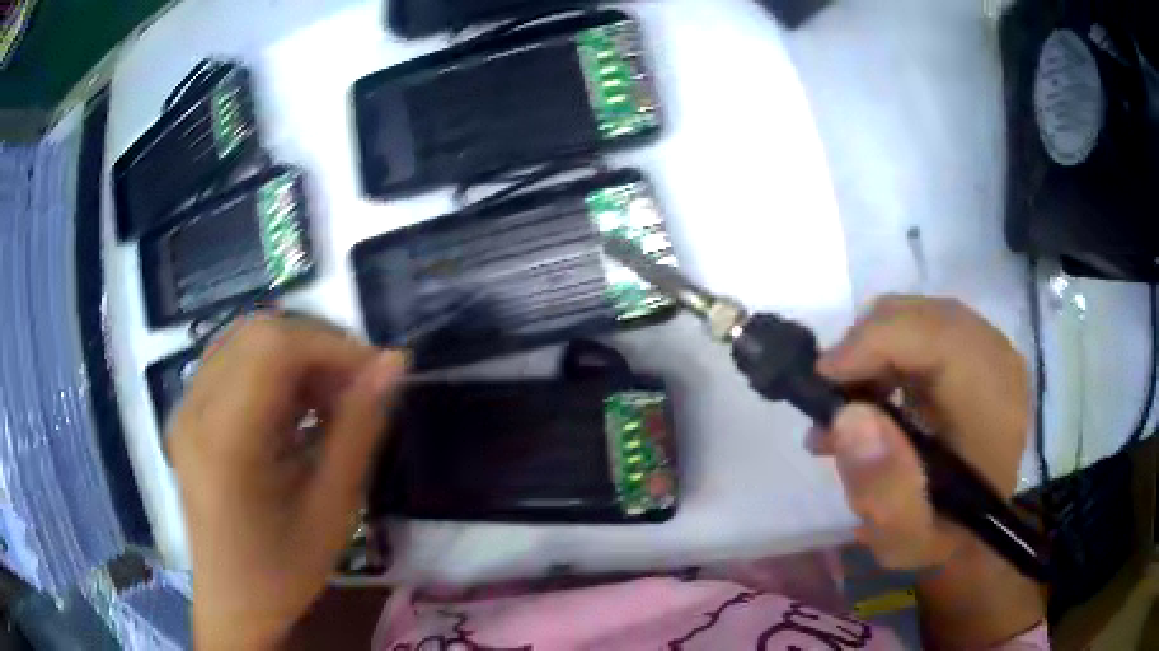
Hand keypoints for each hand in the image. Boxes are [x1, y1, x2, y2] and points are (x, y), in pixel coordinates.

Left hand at [168, 316, 405, 649]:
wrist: (232, 601)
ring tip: (329, 400)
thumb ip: (359, 430)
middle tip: (357, 388)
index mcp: (224, 441)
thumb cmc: (283, 570)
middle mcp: (194, 409)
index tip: (379, 374)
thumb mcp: (332, 509)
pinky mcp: (188, 412)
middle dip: (318, 347)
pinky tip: (296, 408)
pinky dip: (274, 369)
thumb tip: (393, 363)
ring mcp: (185, 407)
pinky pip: (233, 361)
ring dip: (297, 356)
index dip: (333, 346)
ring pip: (246, 339)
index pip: (274, 347)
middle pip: (258, 332)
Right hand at [812, 297, 1042, 647]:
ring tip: (847, 404)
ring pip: (918, 315)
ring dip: (873, 349)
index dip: (875, 342)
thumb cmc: (942, 539)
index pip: (938, 336)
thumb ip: (883, 492)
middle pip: (923, 316)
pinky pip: (922, 326)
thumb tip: (848, 417)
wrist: (974, 530)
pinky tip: (871, 394)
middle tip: (829, 399)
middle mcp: (999, 361)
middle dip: (865, 345)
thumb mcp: (905, 541)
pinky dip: (886, 349)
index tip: (823, 381)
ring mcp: (989, 349)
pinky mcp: (974, 349)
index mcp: (994, 406)